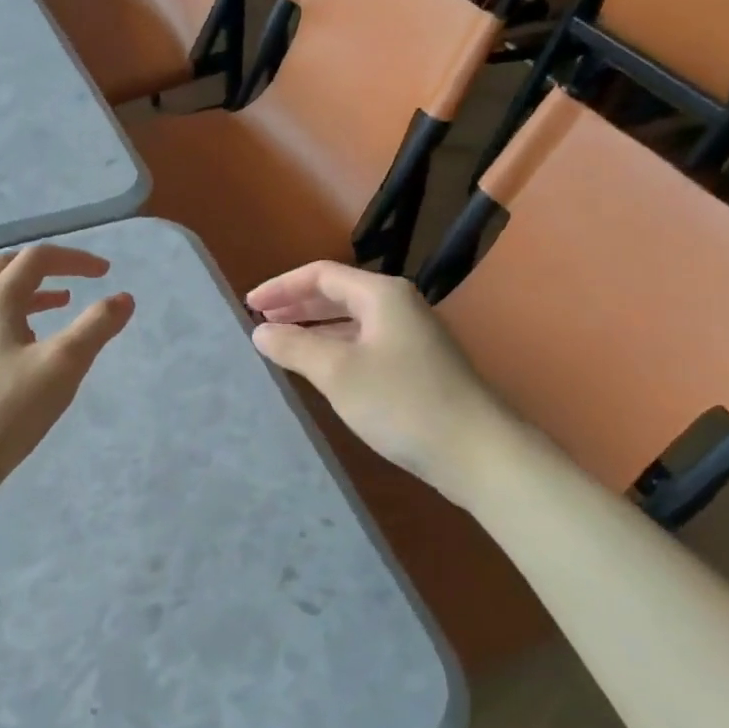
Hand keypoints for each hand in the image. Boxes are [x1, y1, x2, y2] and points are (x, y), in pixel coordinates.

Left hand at [0, 245, 135, 490]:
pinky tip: (35, 341)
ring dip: (33, 290)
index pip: (37, 259)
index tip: (106, 273)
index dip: (74, 260)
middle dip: (48, 266)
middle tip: (80, 278)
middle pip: (10, 267)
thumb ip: (96, 326)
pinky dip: (19, 313)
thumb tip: (124, 298)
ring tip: (64, 303)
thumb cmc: (9, 409)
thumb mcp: (63, 365)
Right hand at [246, 261, 508, 493]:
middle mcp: (398, 306)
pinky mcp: (417, 366)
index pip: (321, 274)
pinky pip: (364, 343)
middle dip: (296, 305)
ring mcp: (411, 336)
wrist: (478, 453)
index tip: (250, 305)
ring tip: (282, 343)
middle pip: (337, 294)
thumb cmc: (402, 403)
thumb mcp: (337, 372)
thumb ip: (294, 346)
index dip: (281, 286)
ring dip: (315, 328)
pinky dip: (335, 348)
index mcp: (381, 295)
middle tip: (261, 321)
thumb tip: (261, 331)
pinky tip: (321, 369)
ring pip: (351, 321)